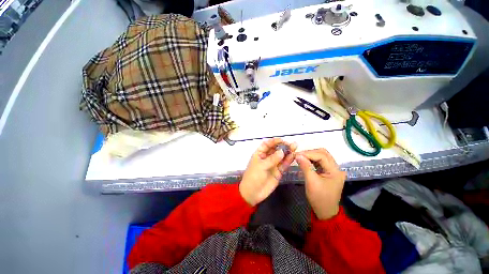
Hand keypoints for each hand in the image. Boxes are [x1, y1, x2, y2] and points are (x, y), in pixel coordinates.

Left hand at [239, 138, 296, 205]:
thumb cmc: (253, 176)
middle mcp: (267, 158)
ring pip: (281, 157)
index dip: (274, 141)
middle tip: (292, 144)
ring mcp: (273, 165)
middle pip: (275, 150)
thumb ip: (272, 159)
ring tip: (295, 148)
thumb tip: (282, 151)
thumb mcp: (261, 166)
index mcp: (259, 154)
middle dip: (283, 146)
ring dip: (287, 152)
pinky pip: (283, 165)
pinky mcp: (278, 172)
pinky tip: (293, 156)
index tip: (282, 140)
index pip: (267, 144)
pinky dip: (288, 161)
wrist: (253, 193)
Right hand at [295, 148, 345, 219]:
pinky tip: (305, 161)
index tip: (296, 154)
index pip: (322, 156)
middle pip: (323, 153)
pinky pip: (320, 162)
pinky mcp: (328, 172)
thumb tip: (297, 155)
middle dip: (310, 153)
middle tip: (298, 155)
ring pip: (321, 156)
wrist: (325, 211)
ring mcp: (332, 170)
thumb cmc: (319, 198)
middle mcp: (336, 168)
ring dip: (310, 155)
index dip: (308, 153)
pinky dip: (312, 160)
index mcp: (335, 171)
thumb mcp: (311, 181)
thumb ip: (305, 166)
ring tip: (300, 157)